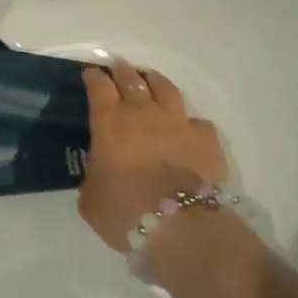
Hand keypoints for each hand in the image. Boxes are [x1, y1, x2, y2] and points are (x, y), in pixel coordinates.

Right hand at [77, 59, 227, 252]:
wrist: (182, 229)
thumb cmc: (126, 211)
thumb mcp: (91, 197)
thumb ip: (92, 175)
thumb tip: (97, 170)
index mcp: (109, 121)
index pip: (99, 86)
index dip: (93, 77)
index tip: (90, 73)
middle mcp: (143, 113)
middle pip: (131, 79)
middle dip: (122, 71)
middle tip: (118, 68)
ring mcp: (178, 122)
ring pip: (165, 88)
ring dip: (154, 81)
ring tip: (150, 80)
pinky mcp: (206, 139)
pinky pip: (197, 121)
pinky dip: (188, 121)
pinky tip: (186, 128)